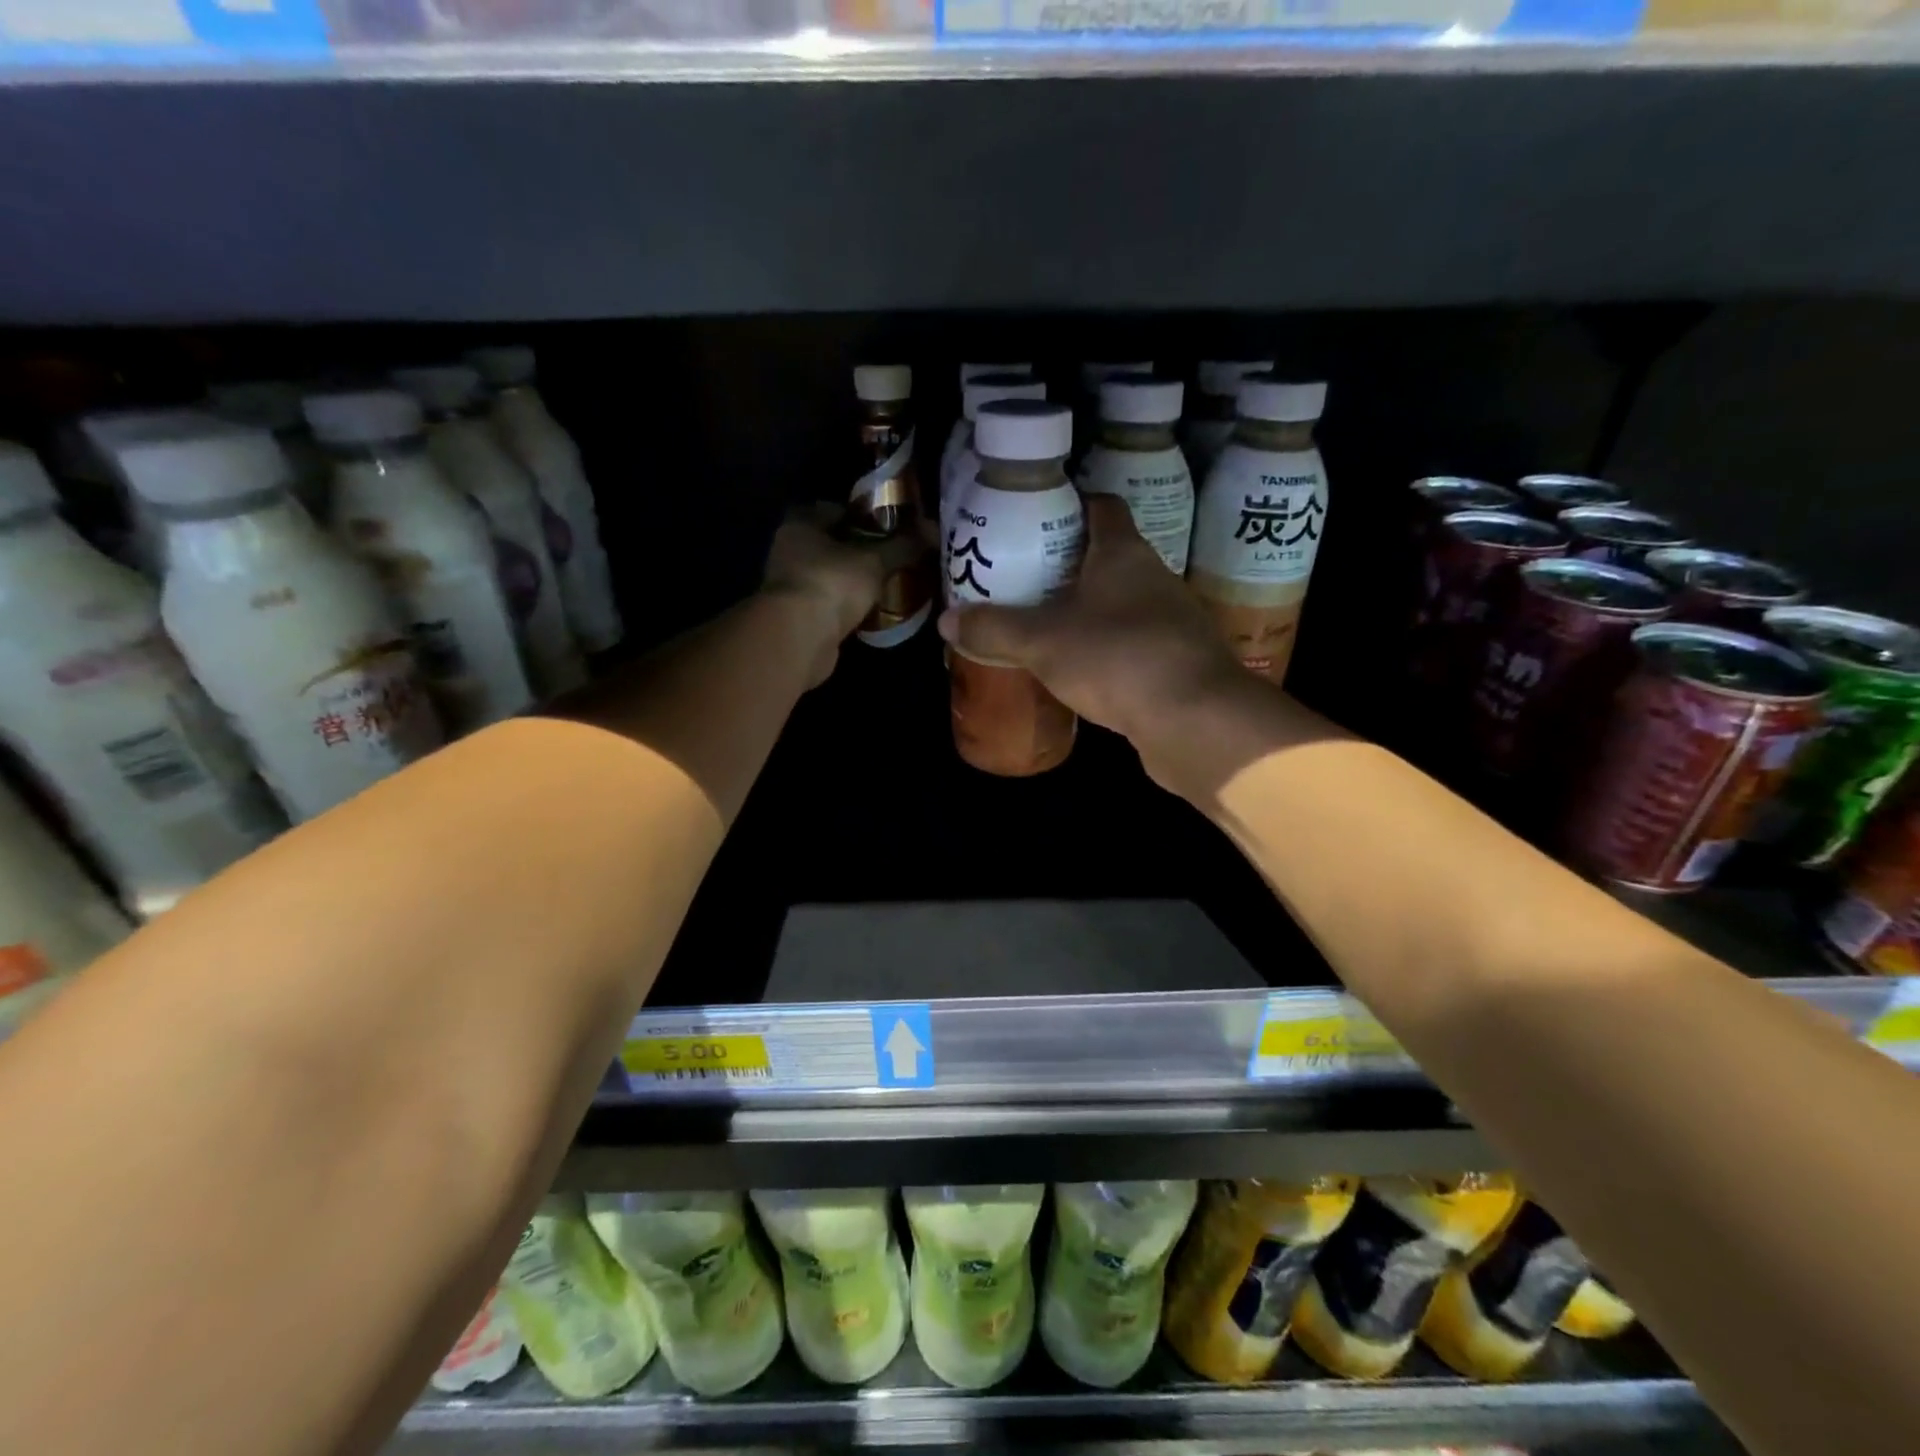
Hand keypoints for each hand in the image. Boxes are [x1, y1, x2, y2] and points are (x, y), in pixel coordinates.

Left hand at [761, 504, 925, 686]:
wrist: (799, 639)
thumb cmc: (832, 584)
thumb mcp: (875, 560)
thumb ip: (903, 545)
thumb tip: (933, 530)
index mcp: (800, 525)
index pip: (832, 509)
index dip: (861, 516)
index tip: (887, 528)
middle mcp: (788, 551)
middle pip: (830, 544)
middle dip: (859, 550)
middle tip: (891, 557)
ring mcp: (790, 588)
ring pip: (828, 576)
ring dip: (851, 581)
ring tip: (885, 584)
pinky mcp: (796, 618)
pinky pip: (828, 604)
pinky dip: (845, 606)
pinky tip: (869, 611)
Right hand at [937, 495, 1259, 778]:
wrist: (1196, 720)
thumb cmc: (1117, 658)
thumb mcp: (1042, 642)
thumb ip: (994, 630)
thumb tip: (947, 621)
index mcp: (1123, 553)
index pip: (1102, 507)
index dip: (1070, 506)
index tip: (1036, 520)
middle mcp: (1154, 578)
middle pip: (1109, 557)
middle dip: (1069, 566)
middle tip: (1026, 580)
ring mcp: (1172, 622)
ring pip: (1123, 603)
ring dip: (1091, 611)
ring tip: (1048, 626)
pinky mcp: (1179, 662)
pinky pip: (1135, 644)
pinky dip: (1109, 649)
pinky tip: (1084, 671)